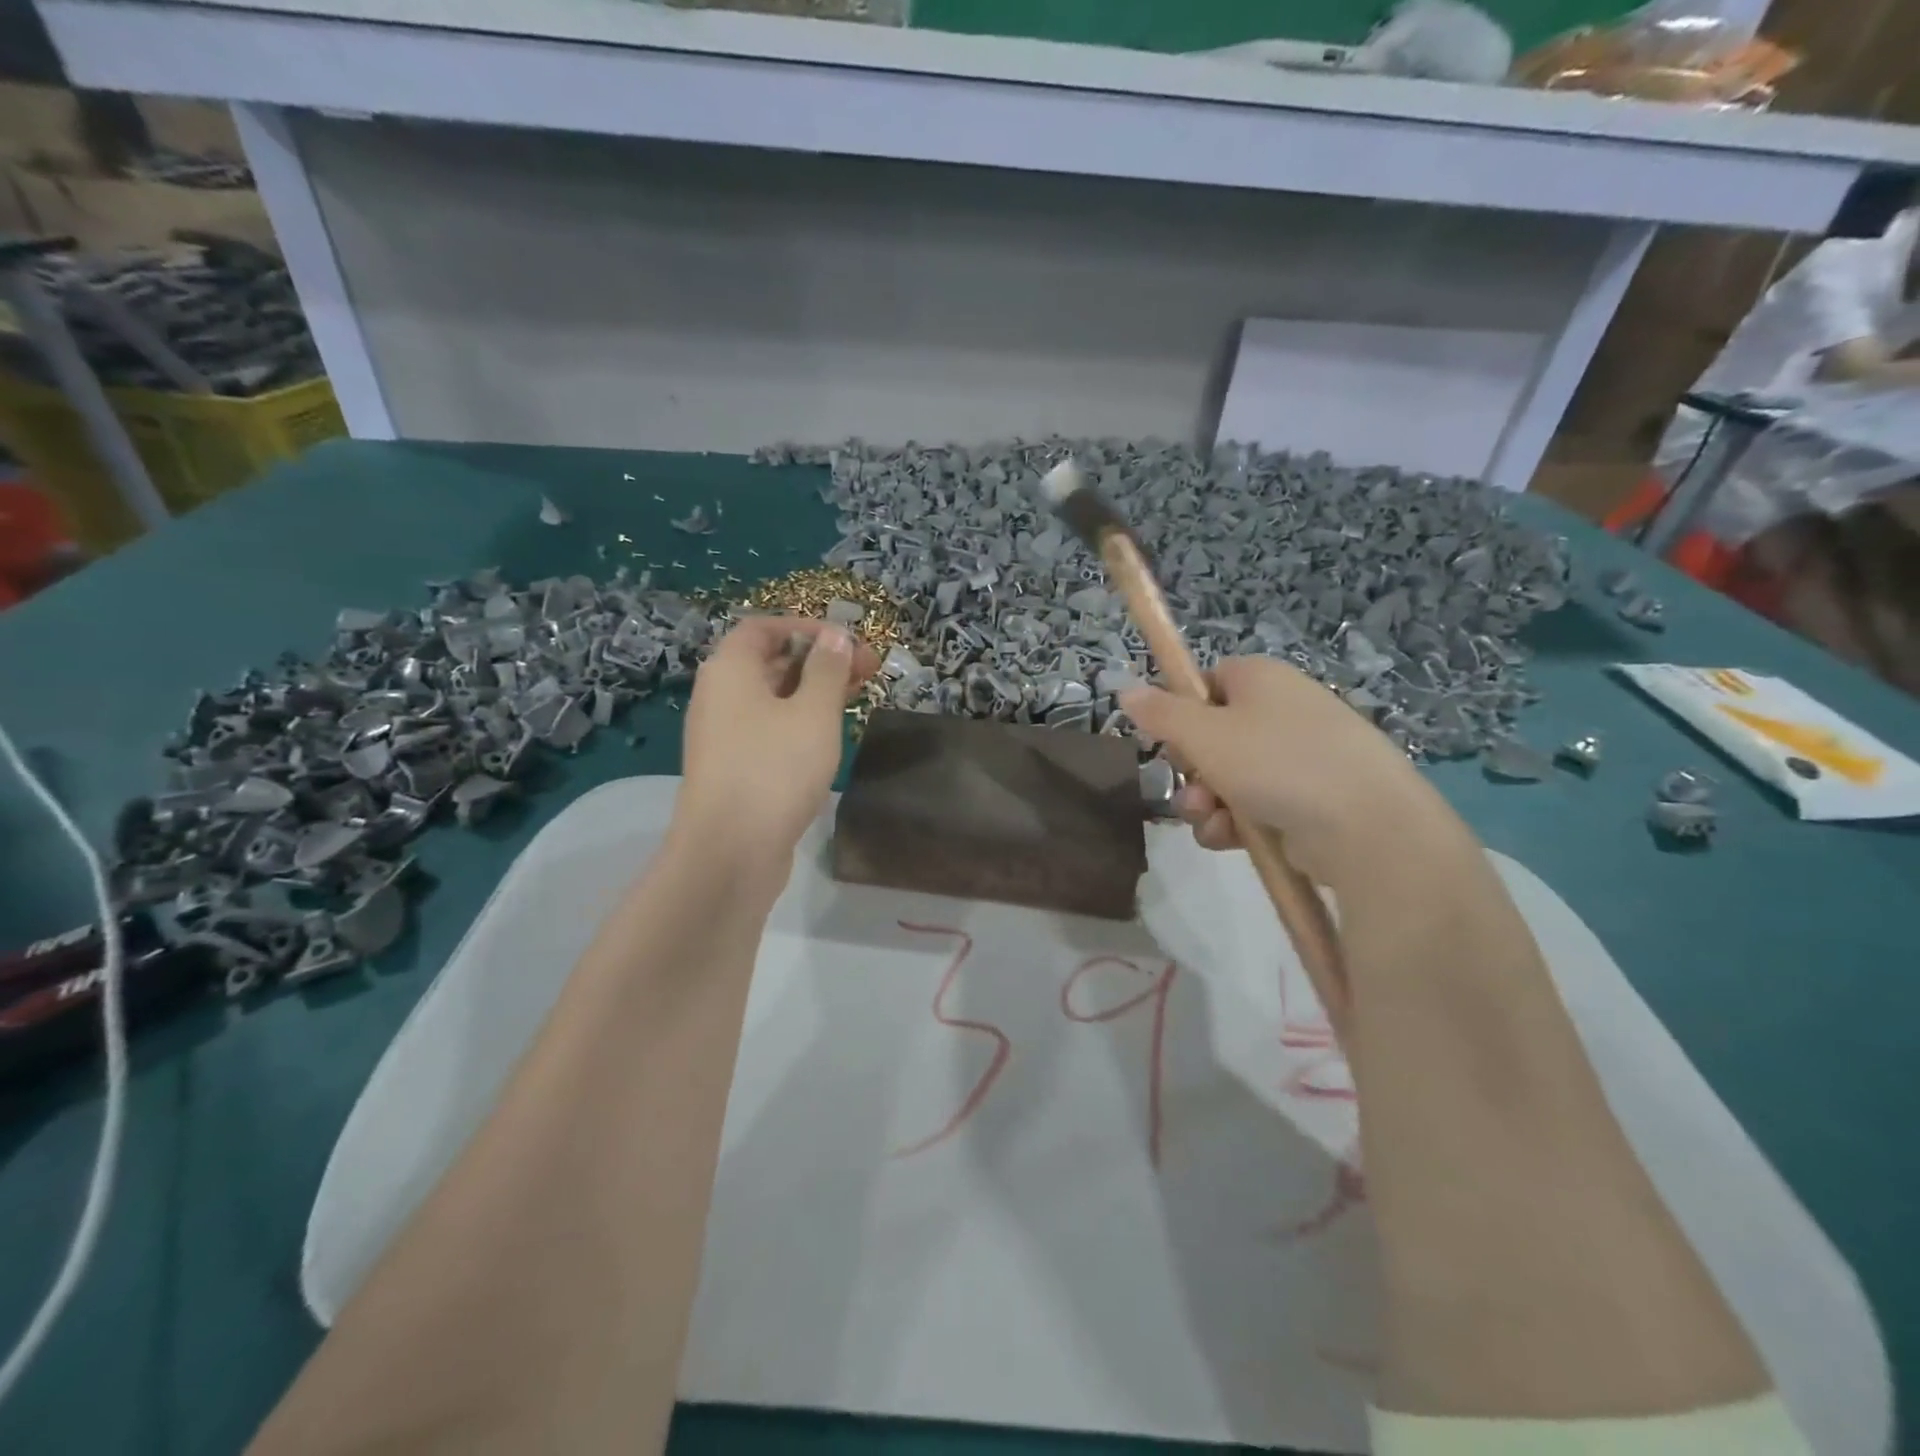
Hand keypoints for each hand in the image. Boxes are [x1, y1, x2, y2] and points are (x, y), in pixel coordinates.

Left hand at [674, 616, 878, 871]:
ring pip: (772, 699)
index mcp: (730, 670)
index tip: (849, 643)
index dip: (807, 629)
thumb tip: (835, 637)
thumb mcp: (813, 712)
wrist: (730, 852)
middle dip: (818, 661)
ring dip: (813, 693)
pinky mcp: (734, 769)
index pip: (764, 628)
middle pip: (769, 662)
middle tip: (866, 672)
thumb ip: (827, 670)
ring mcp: (724, 736)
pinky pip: (768, 730)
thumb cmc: (775, 768)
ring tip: (856, 699)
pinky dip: (799, 723)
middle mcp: (719, 696)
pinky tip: (828, 737)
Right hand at [1120, 657, 1446, 888]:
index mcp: (1262, 679)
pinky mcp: (1313, 799)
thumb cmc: (1276, 763)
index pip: (1209, 682)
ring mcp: (1302, 757)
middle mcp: (1284, 711)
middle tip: (1189, 788)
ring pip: (1231, 776)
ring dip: (1206, 802)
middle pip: (1215, 734)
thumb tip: (1125, 690)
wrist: (1366, 827)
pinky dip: (1237, 823)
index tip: (1168, 739)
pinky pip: (1258, 805)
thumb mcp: (1204, 735)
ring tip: (1208, 821)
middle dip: (1191, 769)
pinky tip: (1229, 840)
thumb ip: (1160, 713)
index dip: (1182, 711)